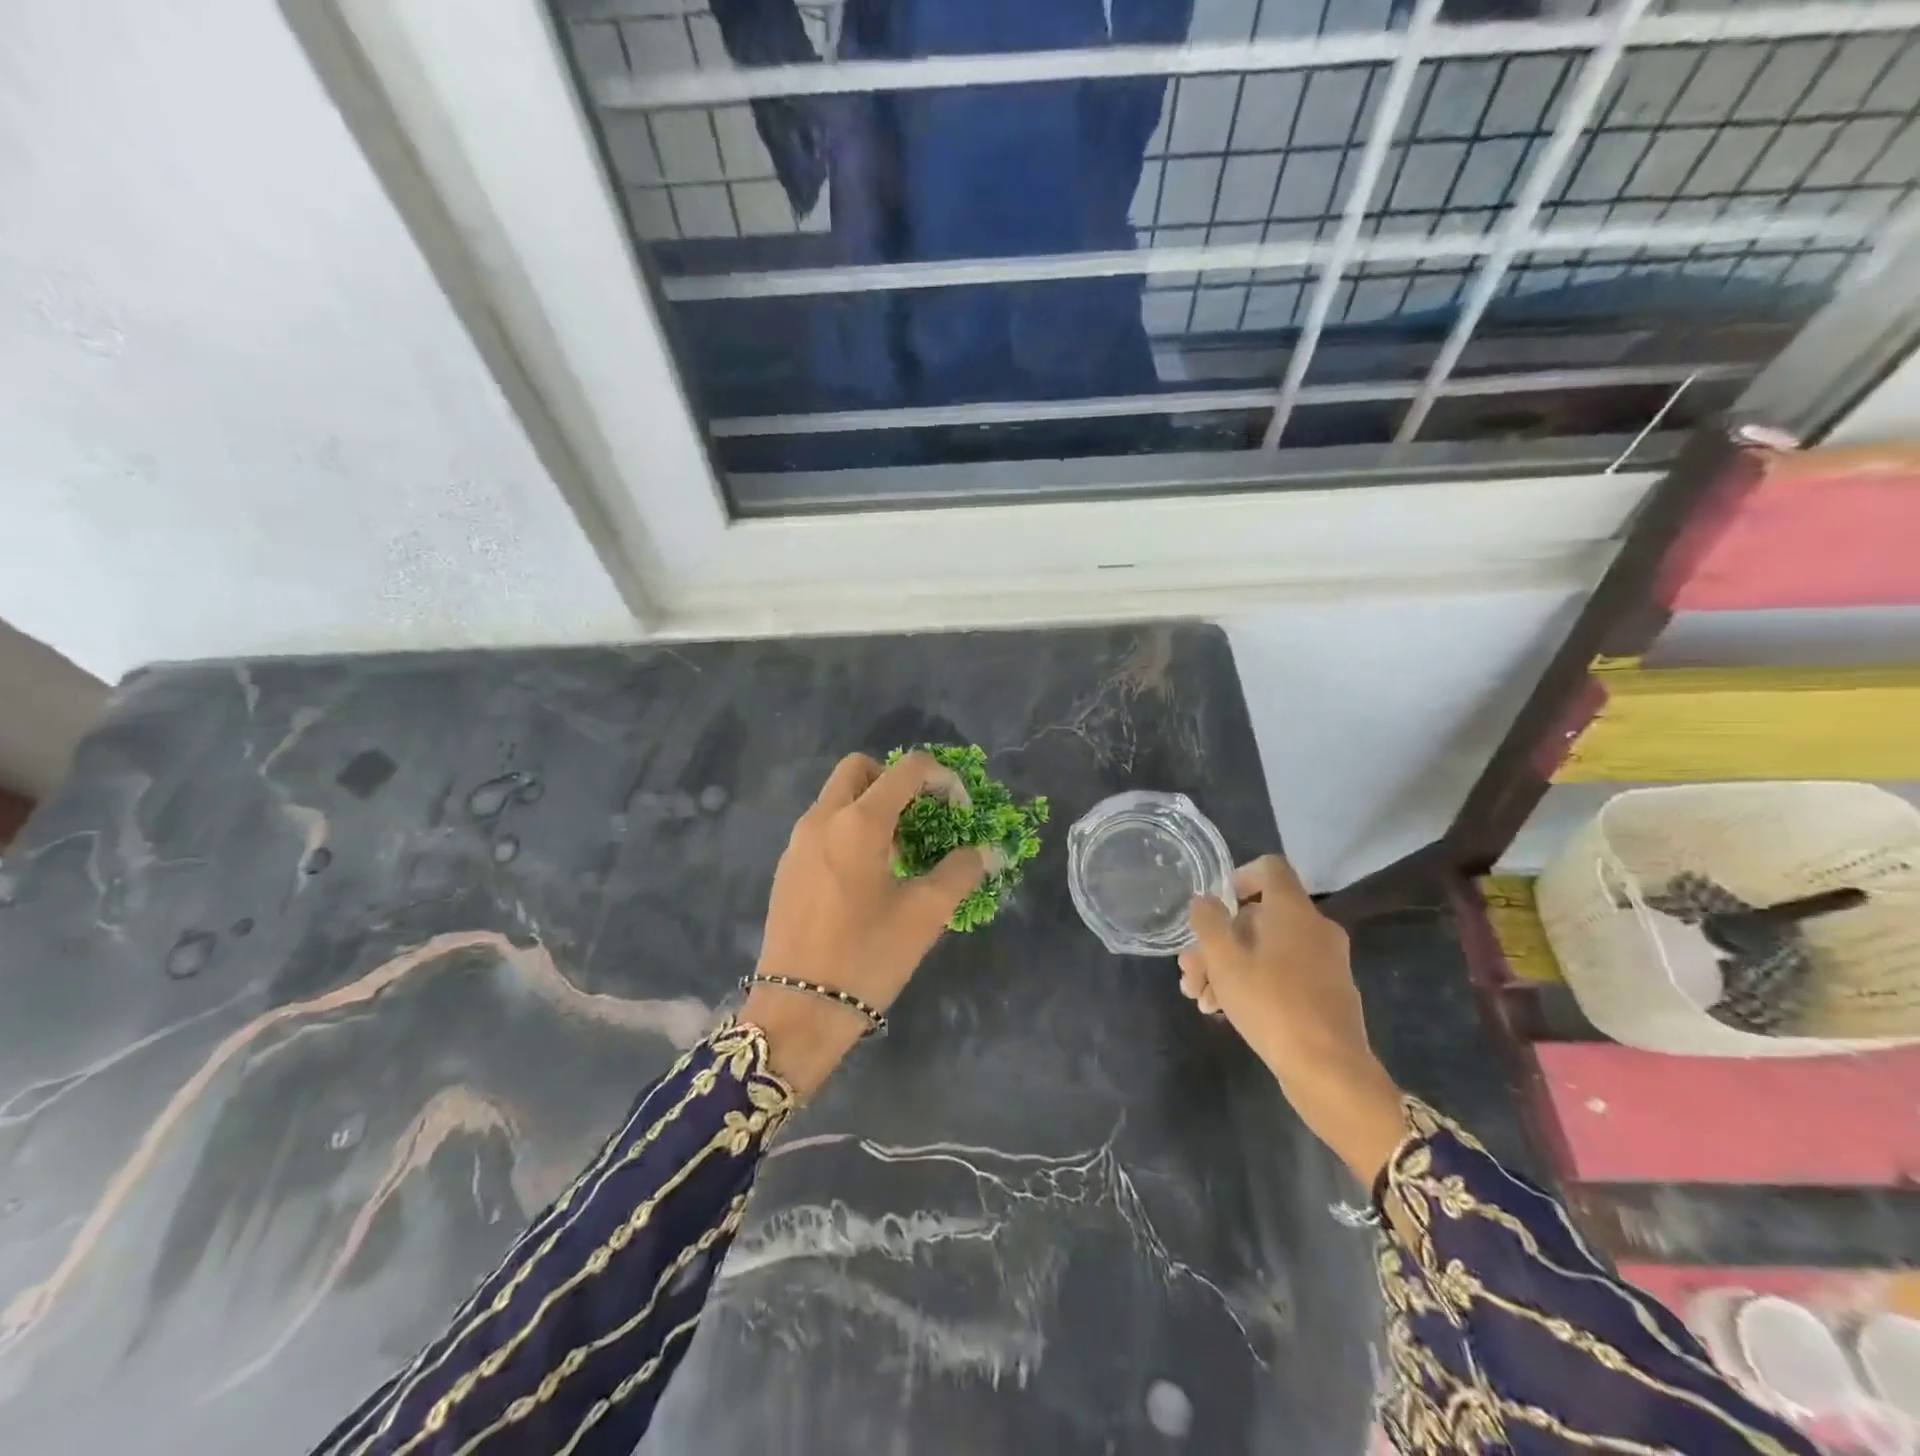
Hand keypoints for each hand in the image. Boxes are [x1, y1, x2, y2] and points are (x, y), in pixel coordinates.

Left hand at [744, 752, 991, 1094]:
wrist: (798, 1011)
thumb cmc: (867, 957)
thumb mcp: (925, 914)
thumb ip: (961, 872)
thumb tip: (988, 851)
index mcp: (859, 822)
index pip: (908, 769)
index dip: (943, 779)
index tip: (960, 812)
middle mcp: (822, 818)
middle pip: (860, 768)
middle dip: (897, 781)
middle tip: (921, 819)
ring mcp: (798, 842)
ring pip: (837, 797)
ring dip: (872, 807)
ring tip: (898, 855)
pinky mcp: (787, 867)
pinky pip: (822, 827)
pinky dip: (849, 830)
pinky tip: (865, 878)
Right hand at [1179, 857, 1407, 1184]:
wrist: (1329, 1070)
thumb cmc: (1272, 1004)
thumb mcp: (1225, 960)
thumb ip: (1209, 922)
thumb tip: (1205, 901)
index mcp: (1294, 911)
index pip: (1270, 869)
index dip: (1238, 877)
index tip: (1215, 905)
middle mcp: (1315, 929)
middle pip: (1258, 918)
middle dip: (1217, 942)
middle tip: (1189, 971)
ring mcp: (1324, 963)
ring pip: (1265, 951)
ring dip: (1228, 968)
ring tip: (1198, 998)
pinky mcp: (1325, 994)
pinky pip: (1282, 974)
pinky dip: (1252, 984)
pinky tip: (1222, 1011)